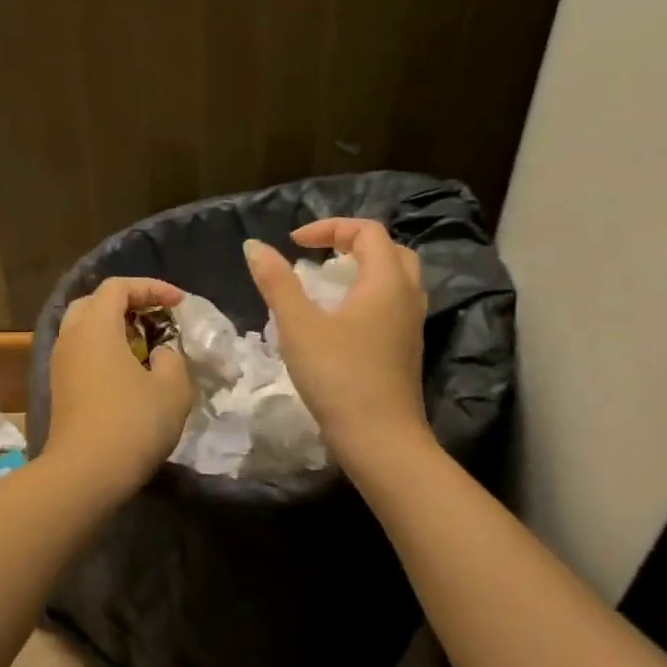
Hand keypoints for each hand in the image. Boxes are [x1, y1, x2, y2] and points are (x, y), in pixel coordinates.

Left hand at [45, 277, 192, 495]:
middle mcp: (70, 337)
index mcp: (95, 326)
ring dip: (114, 328)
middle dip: (127, 303)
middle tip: (156, 317)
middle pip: (94, 303)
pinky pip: (81, 353)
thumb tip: (159, 354)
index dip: (151, 287)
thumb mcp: (172, 388)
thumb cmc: (132, 423)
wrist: (85, 473)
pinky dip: (104, 350)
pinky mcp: (60, 388)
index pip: (118, 287)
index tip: (178, 303)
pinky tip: (128, 372)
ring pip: (84, 329)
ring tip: (145, 345)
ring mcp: (60, 364)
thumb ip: (172, 360)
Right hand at [244, 218, 430, 456]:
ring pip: (394, 278)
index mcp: (386, 281)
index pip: (368, 231)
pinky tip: (339, 318)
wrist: (380, 439)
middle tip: (317, 255)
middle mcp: (407, 296)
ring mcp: (411, 325)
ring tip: (325, 283)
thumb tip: (254, 246)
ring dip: (362, 269)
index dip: (329, 228)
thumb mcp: (298, 325)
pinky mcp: (406, 349)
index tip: (293, 244)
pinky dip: (367, 294)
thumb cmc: (338, 376)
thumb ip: (277, 282)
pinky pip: (391, 304)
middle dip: (351, 243)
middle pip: (389, 250)